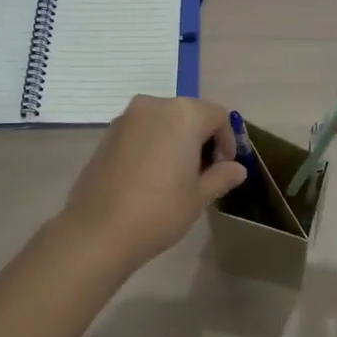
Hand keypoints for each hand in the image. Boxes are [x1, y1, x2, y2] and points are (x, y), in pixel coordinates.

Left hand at [61, 96, 244, 269]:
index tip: (225, 168)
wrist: (99, 230)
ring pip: (163, 121)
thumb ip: (221, 176)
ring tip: (177, 175)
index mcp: (183, 115)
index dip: (228, 141)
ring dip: (176, 140)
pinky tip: (151, 176)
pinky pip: (142, 131)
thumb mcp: (199, 196)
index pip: (217, 116)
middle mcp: (154, 105)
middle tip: (204, 172)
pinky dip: (153, 144)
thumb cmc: (159, 211)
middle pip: (189, 114)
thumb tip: (237, 169)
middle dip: (201, 138)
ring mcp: (126, 118)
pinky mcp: (107, 134)